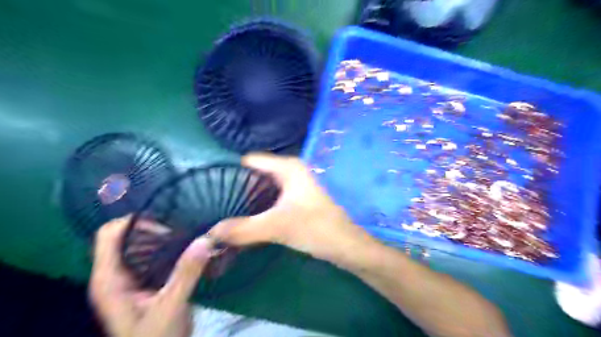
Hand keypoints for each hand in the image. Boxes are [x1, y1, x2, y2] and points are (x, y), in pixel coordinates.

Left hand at [90, 215, 213, 336]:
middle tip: (180, 227)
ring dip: (158, 236)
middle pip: (123, 235)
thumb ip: (187, 272)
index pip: (109, 235)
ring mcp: (127, 278)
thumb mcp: (172, 305)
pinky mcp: (142, 282)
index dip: (133, 221)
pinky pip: (149, 255)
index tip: (165, 222)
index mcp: (110, 280)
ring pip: (137, 244)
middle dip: (150, 226)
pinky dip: (164, 246)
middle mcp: (114, 275)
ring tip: (185, 233)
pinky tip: (184, 247)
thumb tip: (205, 239)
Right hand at [210, 153, 373, 263]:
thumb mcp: (276, 227)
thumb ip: (241, 229)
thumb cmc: (315, 228)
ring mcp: (294, 184)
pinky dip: (257, 204)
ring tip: (222, 210)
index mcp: (287, 167)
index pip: (250, 160)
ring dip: (246, 197)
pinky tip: (245, 217)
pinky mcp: (296, 198)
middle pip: (255, 173)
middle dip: (235, 186)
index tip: (208, 186)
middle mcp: (290, 170)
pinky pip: (270, 196)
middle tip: (212, 202)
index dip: (229, 171)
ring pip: (263, 186)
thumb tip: (208, 233)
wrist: (345, 245)